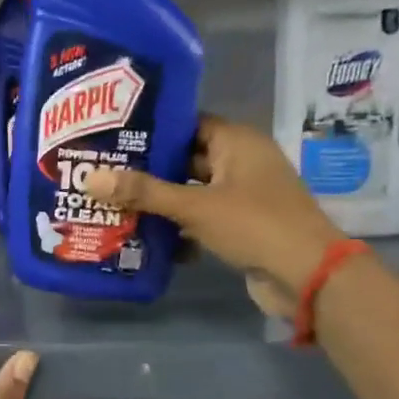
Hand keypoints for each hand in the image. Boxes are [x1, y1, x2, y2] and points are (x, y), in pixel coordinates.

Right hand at [80, 115, 346, 315]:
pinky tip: (142, 235)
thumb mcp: (195, 206)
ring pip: (190, 191)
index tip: (113, 135)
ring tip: (113, 202)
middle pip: (185, 158)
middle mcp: (240, 162)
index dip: (152, 128)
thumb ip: (143, 192)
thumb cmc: (254, 225)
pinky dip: (177, 226)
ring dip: (159, 200)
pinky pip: (200, 218)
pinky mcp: (240, 225)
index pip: (187, 123)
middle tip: (103, 171)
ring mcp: (242, 195)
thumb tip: (90, 178)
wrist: (308, 276)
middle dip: (148, 169)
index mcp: (236, 141)